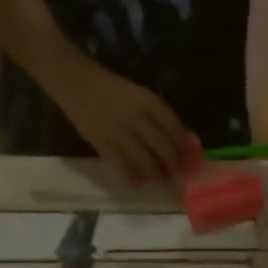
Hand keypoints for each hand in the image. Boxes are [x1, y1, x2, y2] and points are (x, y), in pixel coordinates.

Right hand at [55, 61, 192, 184]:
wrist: (77, 83)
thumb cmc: (112, 89)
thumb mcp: (140, 95)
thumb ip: (159, 116)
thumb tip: (183, 140)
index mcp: (148, 101)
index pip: (174, 127)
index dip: (184, 146)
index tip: (190, 158)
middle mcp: (136, 117)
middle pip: (162, 146)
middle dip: (173, 164)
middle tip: (178, 174)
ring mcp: (119, 131)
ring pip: (144, 159)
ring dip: (156, 173)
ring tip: (160, 179)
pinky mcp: (102, 142)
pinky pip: (121, 164)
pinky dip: (132, 177)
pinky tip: (139, 184)